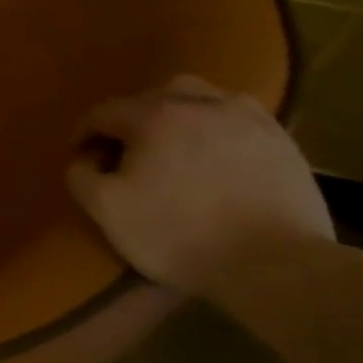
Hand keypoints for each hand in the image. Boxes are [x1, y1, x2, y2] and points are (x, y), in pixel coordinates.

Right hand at [66, 75, 333, 294]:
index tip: (81, 158)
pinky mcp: (281, 140)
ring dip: (178, 116)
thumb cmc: (179, 234)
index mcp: (153, 115)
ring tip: (174, 146)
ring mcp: (246, 118)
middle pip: (152, 97)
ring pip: (200, 99)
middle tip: (127, 153)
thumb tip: (85, 159)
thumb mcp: (106, 210)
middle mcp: (199, 103)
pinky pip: (237, 119)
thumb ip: (81, 176)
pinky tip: (216, 156)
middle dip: (132, 120)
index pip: (103, 113)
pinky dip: (217, 129)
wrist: (276, 265)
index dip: (84, 135)